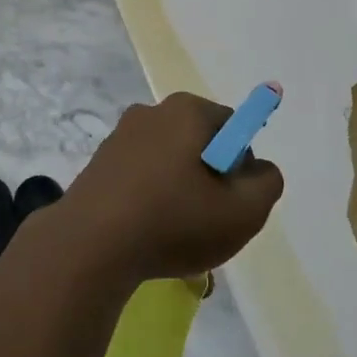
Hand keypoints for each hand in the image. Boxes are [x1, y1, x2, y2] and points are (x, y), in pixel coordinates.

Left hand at [63, 93, 284, 285]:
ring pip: (169, 166)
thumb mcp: (243, 211)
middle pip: (199, 145)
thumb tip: (258, 169)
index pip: (232, 128)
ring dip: (179, 197)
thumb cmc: (174, 221)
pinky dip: (150, 204)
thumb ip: (267, 184)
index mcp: (187, 110)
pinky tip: (147, 240)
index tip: (230, 201)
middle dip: (209, 182)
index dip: (240, 167)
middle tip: (207, 223)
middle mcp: (152, 112)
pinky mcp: (99, 165)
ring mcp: (120, 137)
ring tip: (176, 240)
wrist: (89, 246)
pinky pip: (140, 180)